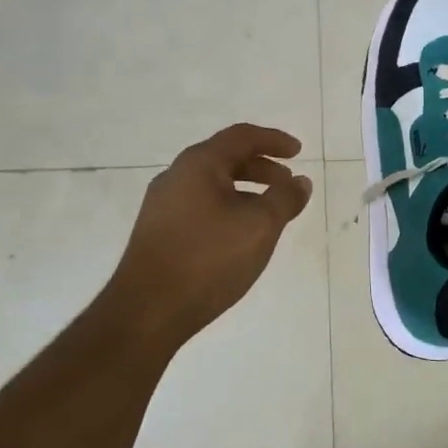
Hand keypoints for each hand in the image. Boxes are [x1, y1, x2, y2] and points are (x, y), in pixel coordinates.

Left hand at [108, 123, 313, 348]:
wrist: (148, 310)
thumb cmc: (209, 259)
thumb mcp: (260, 226)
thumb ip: (284, 199)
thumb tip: (300, 182)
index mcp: (198, 164)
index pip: (241, 137)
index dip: (274, 140)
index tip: (299, 152)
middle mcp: (176, 176)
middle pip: (225, 158)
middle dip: (261, 167)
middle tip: (288, 183)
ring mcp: (163, 205)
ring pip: (212, 185)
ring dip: (245, 190)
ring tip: (269, 212)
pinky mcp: (158, 232)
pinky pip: (200, 206)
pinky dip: (228, 208)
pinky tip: (239, 236)